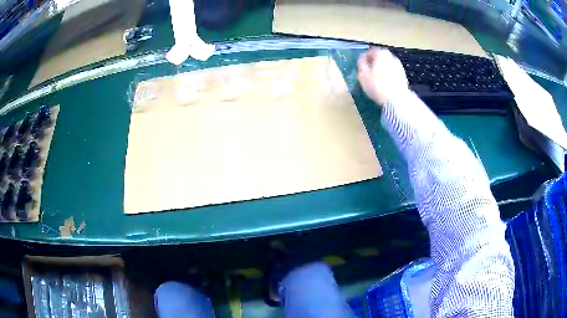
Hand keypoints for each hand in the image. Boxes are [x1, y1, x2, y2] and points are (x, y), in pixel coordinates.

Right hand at [357, 48, 408, 105]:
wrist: (397, 100)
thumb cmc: (377, 85)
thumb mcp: (362, 74)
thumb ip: (361, 64)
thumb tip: (362, 60)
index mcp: (380, 53)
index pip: (368, 53)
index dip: (363, 60)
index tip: (360, 68)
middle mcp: (391, 56)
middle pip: (378, 58)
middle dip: (373, 64)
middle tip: (367, 73)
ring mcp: (399, 65)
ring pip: (386, 65)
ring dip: (381, 70)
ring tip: (376, 80)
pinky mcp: (403, 75)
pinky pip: (392, 73)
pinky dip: (387, 76)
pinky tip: (384, 84)